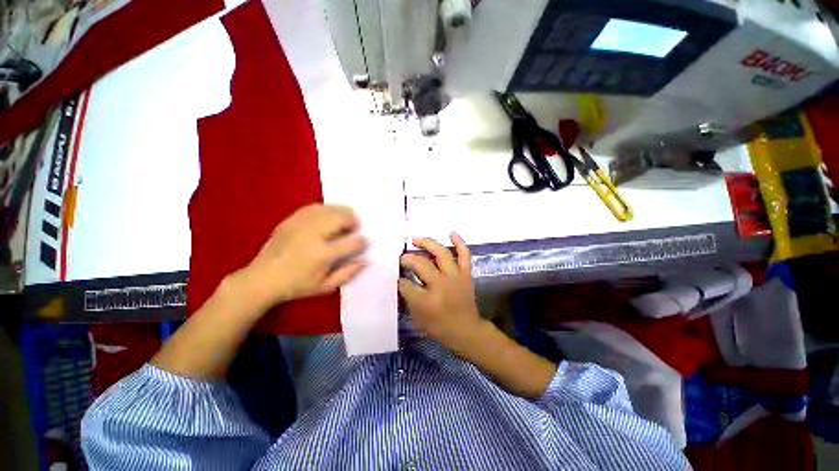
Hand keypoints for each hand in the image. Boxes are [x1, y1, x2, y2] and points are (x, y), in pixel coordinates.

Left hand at [234, 204, 366, 309]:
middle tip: (355, 227)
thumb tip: (365, 260)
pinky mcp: (291, 220)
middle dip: (354, 220)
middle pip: (341, 218)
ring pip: (329, 209)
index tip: (364, 241)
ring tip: (345, 220)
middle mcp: (314, 235)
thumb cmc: (297, 286)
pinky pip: (314, 207)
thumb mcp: (325, 286)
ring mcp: (301, 225)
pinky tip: (329, 216)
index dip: (362, 240)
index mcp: (323, 254)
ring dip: (342, 212)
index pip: (352, 242)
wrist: (262, 279)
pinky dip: (326, 209)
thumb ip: (348, 273)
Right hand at [398, 233, 484, 352]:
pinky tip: (451, 232)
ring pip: (441, 253)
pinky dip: (459, 242)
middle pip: (422, 264)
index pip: (407, 284)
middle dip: (409, 259)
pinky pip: (464, 254)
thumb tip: (402, 280)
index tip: (397, 277)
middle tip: (402, 258)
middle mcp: (441, 284)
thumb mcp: (418, 317)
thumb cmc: (440, 327)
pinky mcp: (466, 274)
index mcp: (427, 300)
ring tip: (416, 239)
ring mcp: (456, 276)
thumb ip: (408, 297)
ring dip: (427, 243)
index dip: (400, 279)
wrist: (467, 331)